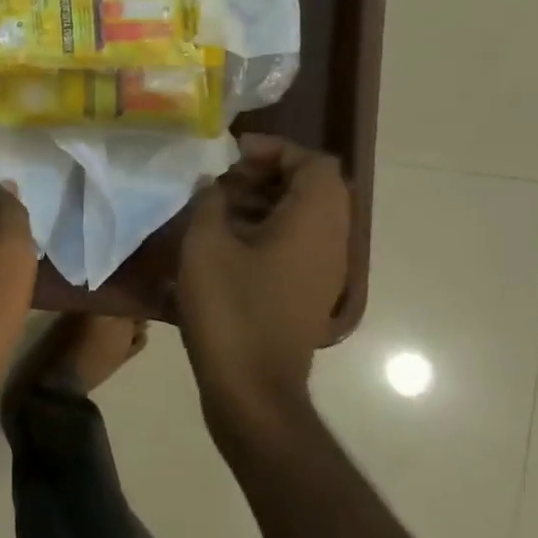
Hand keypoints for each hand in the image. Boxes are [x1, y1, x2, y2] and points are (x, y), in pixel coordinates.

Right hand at [177, 137, 349, 431]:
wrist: (252, 388)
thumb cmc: (230, 309)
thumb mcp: (206, 244)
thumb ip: (210, 200)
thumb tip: (214, 183)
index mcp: (313, 222)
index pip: (314, 162)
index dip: (275, 149)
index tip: (232, 155)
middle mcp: (331, 241)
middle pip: (313, 186)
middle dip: (267, 173)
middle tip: (223, 180)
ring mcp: (324, 270)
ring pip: (304, 215)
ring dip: (265, 201)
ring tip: (218, 207)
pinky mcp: (309, 291)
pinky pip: (298, 242)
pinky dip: (268, 229)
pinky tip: (226, 241)